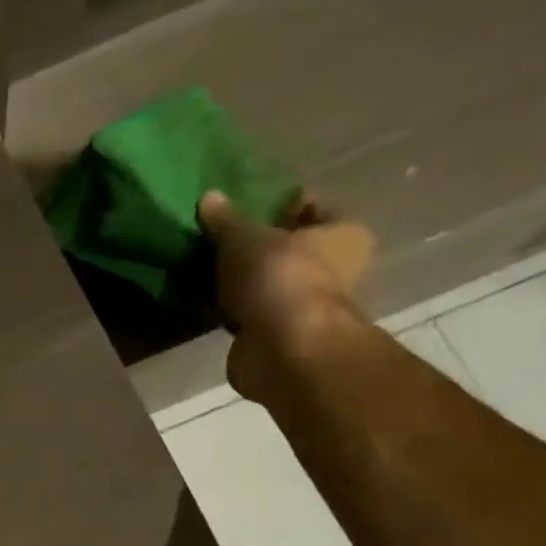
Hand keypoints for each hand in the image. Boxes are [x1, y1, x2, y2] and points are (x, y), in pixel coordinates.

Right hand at [198, 190, 374, 404]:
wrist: (282, 349)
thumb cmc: (279, 277)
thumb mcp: (245, 237)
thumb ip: (226, 218)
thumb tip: (209, 196)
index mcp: (344, 234)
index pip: (313, 208)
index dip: (280, 203)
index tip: (244, 203)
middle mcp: (333, 269)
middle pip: (288, 248)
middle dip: (255, 245)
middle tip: (215, 235)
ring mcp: (304, 305)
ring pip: (266, 282)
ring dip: (239, 278)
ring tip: (202, 264)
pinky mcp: (276, 335)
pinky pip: (248, 311)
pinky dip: (229, 307)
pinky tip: (201, 297)